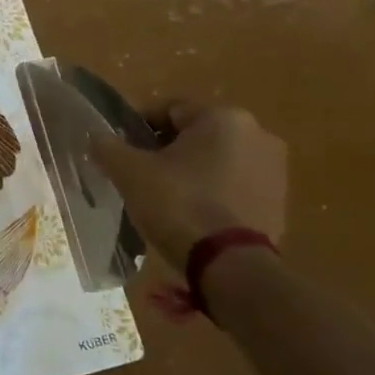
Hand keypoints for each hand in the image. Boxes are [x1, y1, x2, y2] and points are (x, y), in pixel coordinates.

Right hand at [88, 101, 286, 299]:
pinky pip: (234, 186)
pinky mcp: (280, 202)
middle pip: (195, 135)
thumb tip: (95, 136)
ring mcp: (274, 170)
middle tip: (139, 176)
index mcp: (223, 117)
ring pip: (216, 161)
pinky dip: (212, 193)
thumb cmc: (178, 204)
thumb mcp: (129, 172)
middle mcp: (258, 134)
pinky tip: (191, 216)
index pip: (169, 109)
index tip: (119, 150)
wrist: (230, 264)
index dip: (138, 127)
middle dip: (166, 151)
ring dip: (191, 172)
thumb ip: (107, 147)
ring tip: (164, 199)